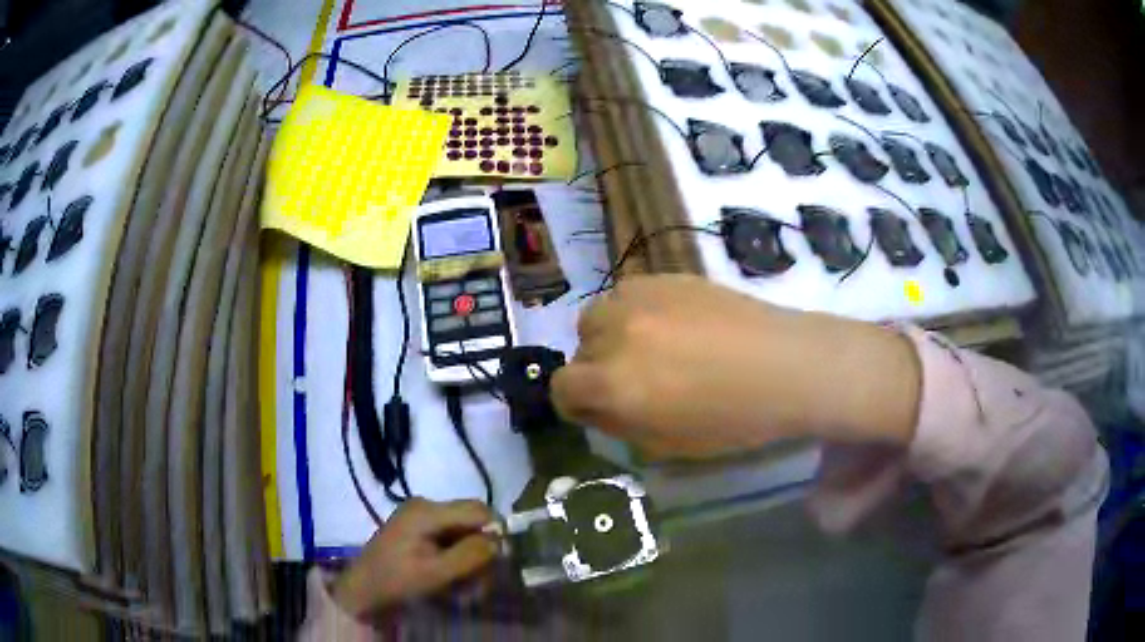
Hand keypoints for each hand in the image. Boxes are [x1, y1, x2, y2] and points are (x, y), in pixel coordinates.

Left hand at [332, 499, 498, 618]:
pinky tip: (452, 576)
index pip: (478, 510)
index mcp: (427, 511)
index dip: (494, 532)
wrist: (363, 589)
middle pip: (472, 519)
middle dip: (481, 548)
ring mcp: (420, 515)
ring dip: (470, 556)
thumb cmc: (396, 581)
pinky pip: (450, 536)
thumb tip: (499, 541)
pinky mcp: (417, 527)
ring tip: (465, 584)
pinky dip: (457, 556)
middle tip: (480, 579)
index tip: (496, 561)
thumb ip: (469, 555)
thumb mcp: (435, 573)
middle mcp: (425, 505)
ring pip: (463, 530)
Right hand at [552, 275, 921, 458]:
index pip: (562, 388)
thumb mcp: (667, 444)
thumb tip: (597, 407)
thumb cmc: (733, 419)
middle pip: (579, 347)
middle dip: (596, 369)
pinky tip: (672, 324)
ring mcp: (639, 298)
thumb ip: (619, 425)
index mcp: (615, 385)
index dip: (576, 404)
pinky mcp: (664, 277)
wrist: (785, 365)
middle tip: (632, 380)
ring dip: (611, 335)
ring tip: (649, 347)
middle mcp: (615, 334)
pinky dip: (635, 312)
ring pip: (598, 315)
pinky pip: (628, 294)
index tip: (598, 410)